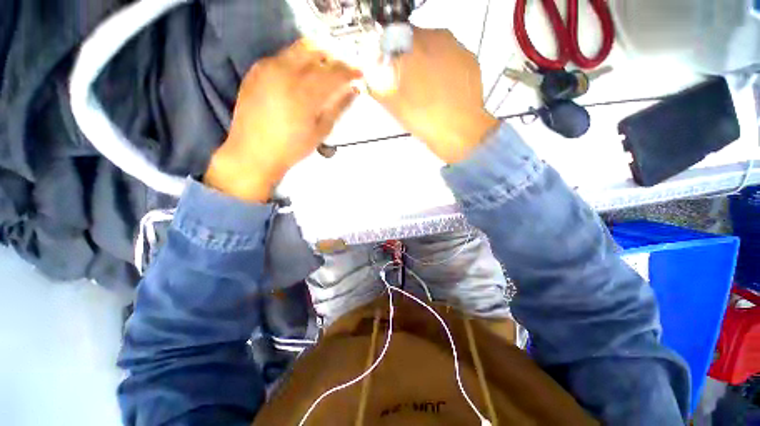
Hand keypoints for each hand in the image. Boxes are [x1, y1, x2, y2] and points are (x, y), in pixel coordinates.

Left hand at [204, 39, 361, 201]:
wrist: (254, 151)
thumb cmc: (292, 147)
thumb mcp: (321, 131)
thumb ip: (338, 107)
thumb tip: (353, 90)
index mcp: (306, 92)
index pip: (334, 72)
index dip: (350, 71)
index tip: (359, 74)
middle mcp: (286, 72)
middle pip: (316, 50)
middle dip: (333, 58)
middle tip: (341, 71)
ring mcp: (268, 68)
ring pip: (297, 49)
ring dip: (315, 56)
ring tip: (323, 72)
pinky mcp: (256, 70)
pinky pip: (281, 56)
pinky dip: (296, 61)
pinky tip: (300, 77)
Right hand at [370, 28, 498, 163]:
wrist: (459, 131)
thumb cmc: (425, 119)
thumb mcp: (394, 106)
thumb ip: (378, 88)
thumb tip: (370, 80)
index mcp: (413, 48)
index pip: (394, 36)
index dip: (390, 51)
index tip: (390, 66)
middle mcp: (437, 39)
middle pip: (416, 38)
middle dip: (409, 55)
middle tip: (408, 80)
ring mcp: (456, 48)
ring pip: (435, 45)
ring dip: (427, 59)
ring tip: (427, 87)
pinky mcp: (470, 60)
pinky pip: (451, 56)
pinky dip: (444, 66)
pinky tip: (443, 87)